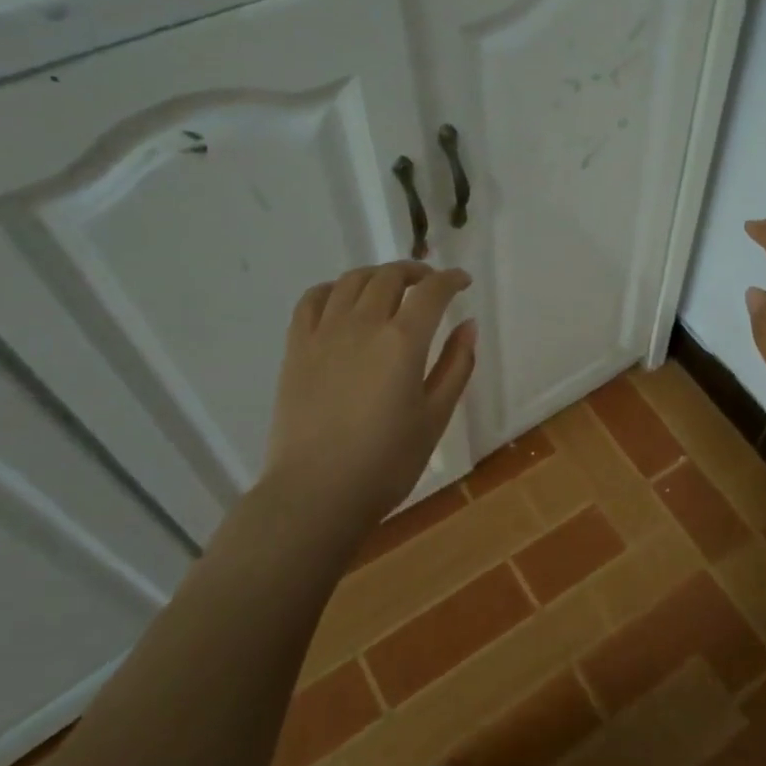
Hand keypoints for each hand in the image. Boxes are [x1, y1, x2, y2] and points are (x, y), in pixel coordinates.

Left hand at [256, 261, 476, 539]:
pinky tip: (342, 300)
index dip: (451, 279)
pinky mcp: (296, 347)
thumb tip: (468, 325)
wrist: (317, 492)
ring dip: (377, 275)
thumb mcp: (435, 417)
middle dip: (416, 272)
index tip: (463, 281)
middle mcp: (363, 324)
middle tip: (430, 283)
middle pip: (389, 277)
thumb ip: (456, 366)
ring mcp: (324, 333)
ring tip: (390, 287)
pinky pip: (312, 300)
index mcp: (403, 340)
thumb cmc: (387, 462)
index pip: (431, 291)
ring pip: (351, 281)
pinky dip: (332, 288)